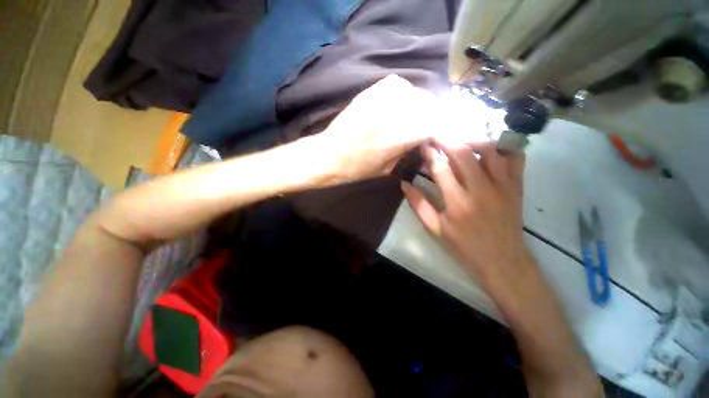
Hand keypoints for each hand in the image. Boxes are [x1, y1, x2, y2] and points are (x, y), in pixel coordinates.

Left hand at [313, 75, 440, 183]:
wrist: (329, 155)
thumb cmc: (356, 169)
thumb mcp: (385, 169)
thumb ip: (406, 152)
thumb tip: (422, 141)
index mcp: (395, 141)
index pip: (431, 127)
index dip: (443, 128)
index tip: (446, 131)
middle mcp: (390, 118)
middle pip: (427, 106)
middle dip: (436, 114)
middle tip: (436, 121)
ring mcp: (378, 102)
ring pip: (414, 93)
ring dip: (423, 102)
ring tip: (421, 111)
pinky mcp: (368, 94)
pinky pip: (395, 84)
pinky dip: (405, 91)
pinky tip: (403, 100)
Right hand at [402, 140, 529, 285]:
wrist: (503, 261)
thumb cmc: (464, 246)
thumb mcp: (435, 228)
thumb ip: (418, 204)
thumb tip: (404, 184)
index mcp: (457, 202)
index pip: (441, 168)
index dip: (430, 153)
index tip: (424, 146)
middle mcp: (480, 189)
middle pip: (463, 153)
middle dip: (447, 140)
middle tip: (436, 135)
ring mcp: (502, 185)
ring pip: (489, 150)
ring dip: (471, 140)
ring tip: (459, 142)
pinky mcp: (517, 186)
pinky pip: (515, 157)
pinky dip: (503, 148)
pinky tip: (489, 150)